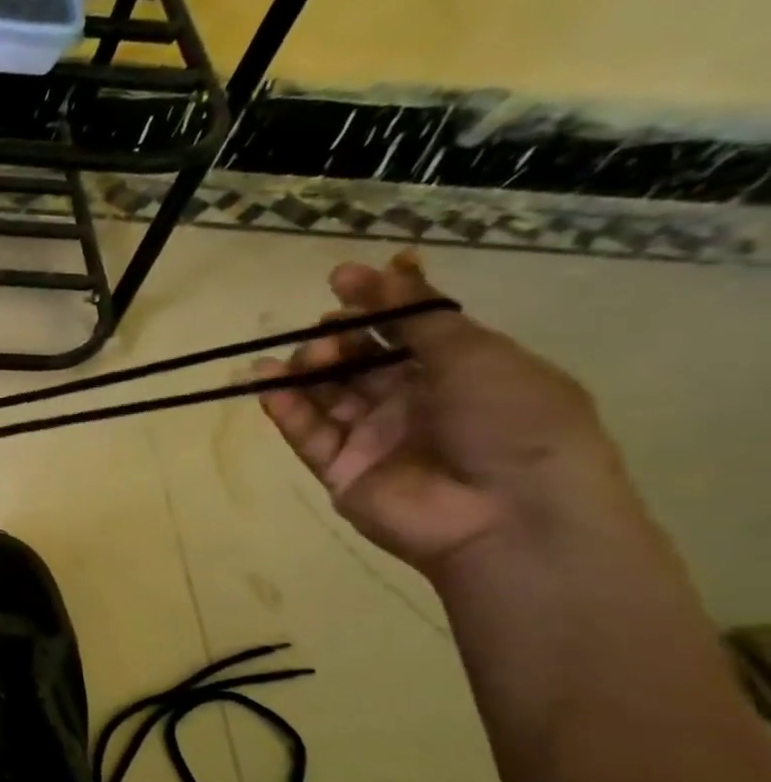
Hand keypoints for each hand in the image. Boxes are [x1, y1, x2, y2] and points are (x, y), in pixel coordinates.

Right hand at [256, 252, 635, 575]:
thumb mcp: (476, 353)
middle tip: (325, 332)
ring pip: (327, 396)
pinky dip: (286, 410)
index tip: (339, 279)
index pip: (404, 330)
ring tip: (302, 360)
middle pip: (359, 362)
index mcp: (458, 371)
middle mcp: (413, 402)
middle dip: (337, 340)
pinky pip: (308, 434)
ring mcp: (374, 439)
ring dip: (307, 371)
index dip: (373, 303)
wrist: (508, 516)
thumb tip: (387, 266)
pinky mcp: (341, 471)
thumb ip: (419, 316)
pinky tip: (269, 386)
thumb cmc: (511, 422)